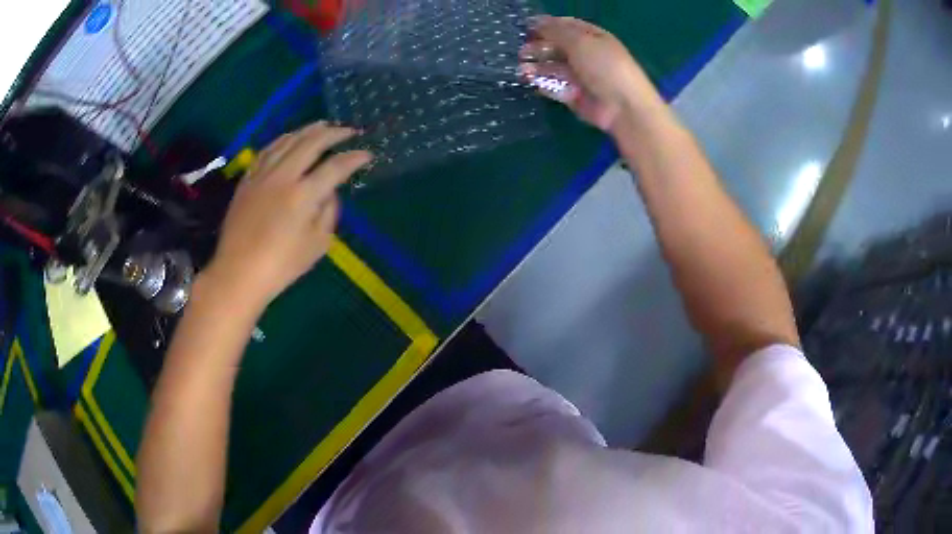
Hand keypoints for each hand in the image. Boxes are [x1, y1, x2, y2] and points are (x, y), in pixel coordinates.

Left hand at [203, 122, 371, 307]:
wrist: (238, 273)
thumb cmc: (281, 265)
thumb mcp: (317, 244)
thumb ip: (328, 212)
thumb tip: (329, 191)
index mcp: (303, 195)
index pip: (335, 167)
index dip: (354, 158)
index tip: (367, 154)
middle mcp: (283, 176)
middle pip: (311, 143)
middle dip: (334, 133)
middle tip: (349, 130)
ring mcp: (262, 175)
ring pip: (287, 141)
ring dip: (308, 130)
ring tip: (322, 126)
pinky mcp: (247, 180)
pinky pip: (267, 150)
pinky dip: (282, 140)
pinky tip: (289, 138)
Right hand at [519, 16, 665, 132]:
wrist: (623, 106)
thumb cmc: (604, 66)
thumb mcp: (580, 42)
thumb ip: (555, 31)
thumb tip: (535, 21)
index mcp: (592, 37)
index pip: (566, 26)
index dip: (546, 25)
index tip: (526, 28)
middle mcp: (586, 54)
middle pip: (557, 47)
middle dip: (539, 48)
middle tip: (522, 52)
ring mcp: (581, 76)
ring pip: (554, 68)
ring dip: (537, 67)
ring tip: (522, 71)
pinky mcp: (575, 95)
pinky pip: (556, 87)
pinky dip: (543, 84)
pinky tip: (533, 83)